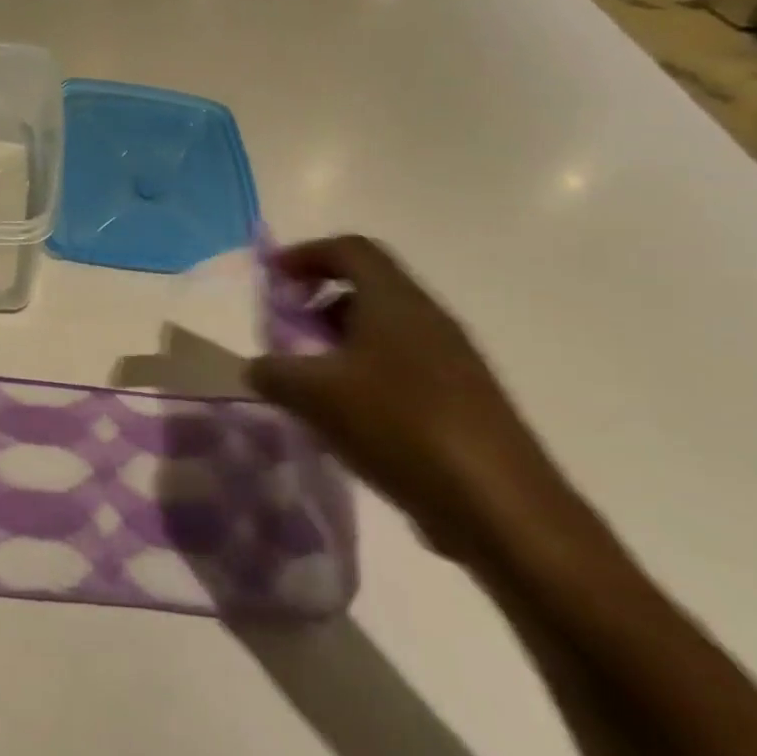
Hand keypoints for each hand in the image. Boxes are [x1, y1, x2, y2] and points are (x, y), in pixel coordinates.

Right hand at [249, 236, 579, 564]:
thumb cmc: (399, 426)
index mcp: (396, 301)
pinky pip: (400, 367)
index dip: (306, 254)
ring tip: (306, 380)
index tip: (271, 277)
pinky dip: (362, 375)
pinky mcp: (460, 399)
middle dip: (318, 302)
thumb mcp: (315, 395)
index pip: (350, 250)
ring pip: (383, 331)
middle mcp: (427, 319)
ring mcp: (450, 360)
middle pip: (367, 288)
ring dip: (338, 343)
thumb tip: (258, 367)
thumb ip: (274, 373)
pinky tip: (343, 418)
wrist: (498, 505)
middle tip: (284, 332)